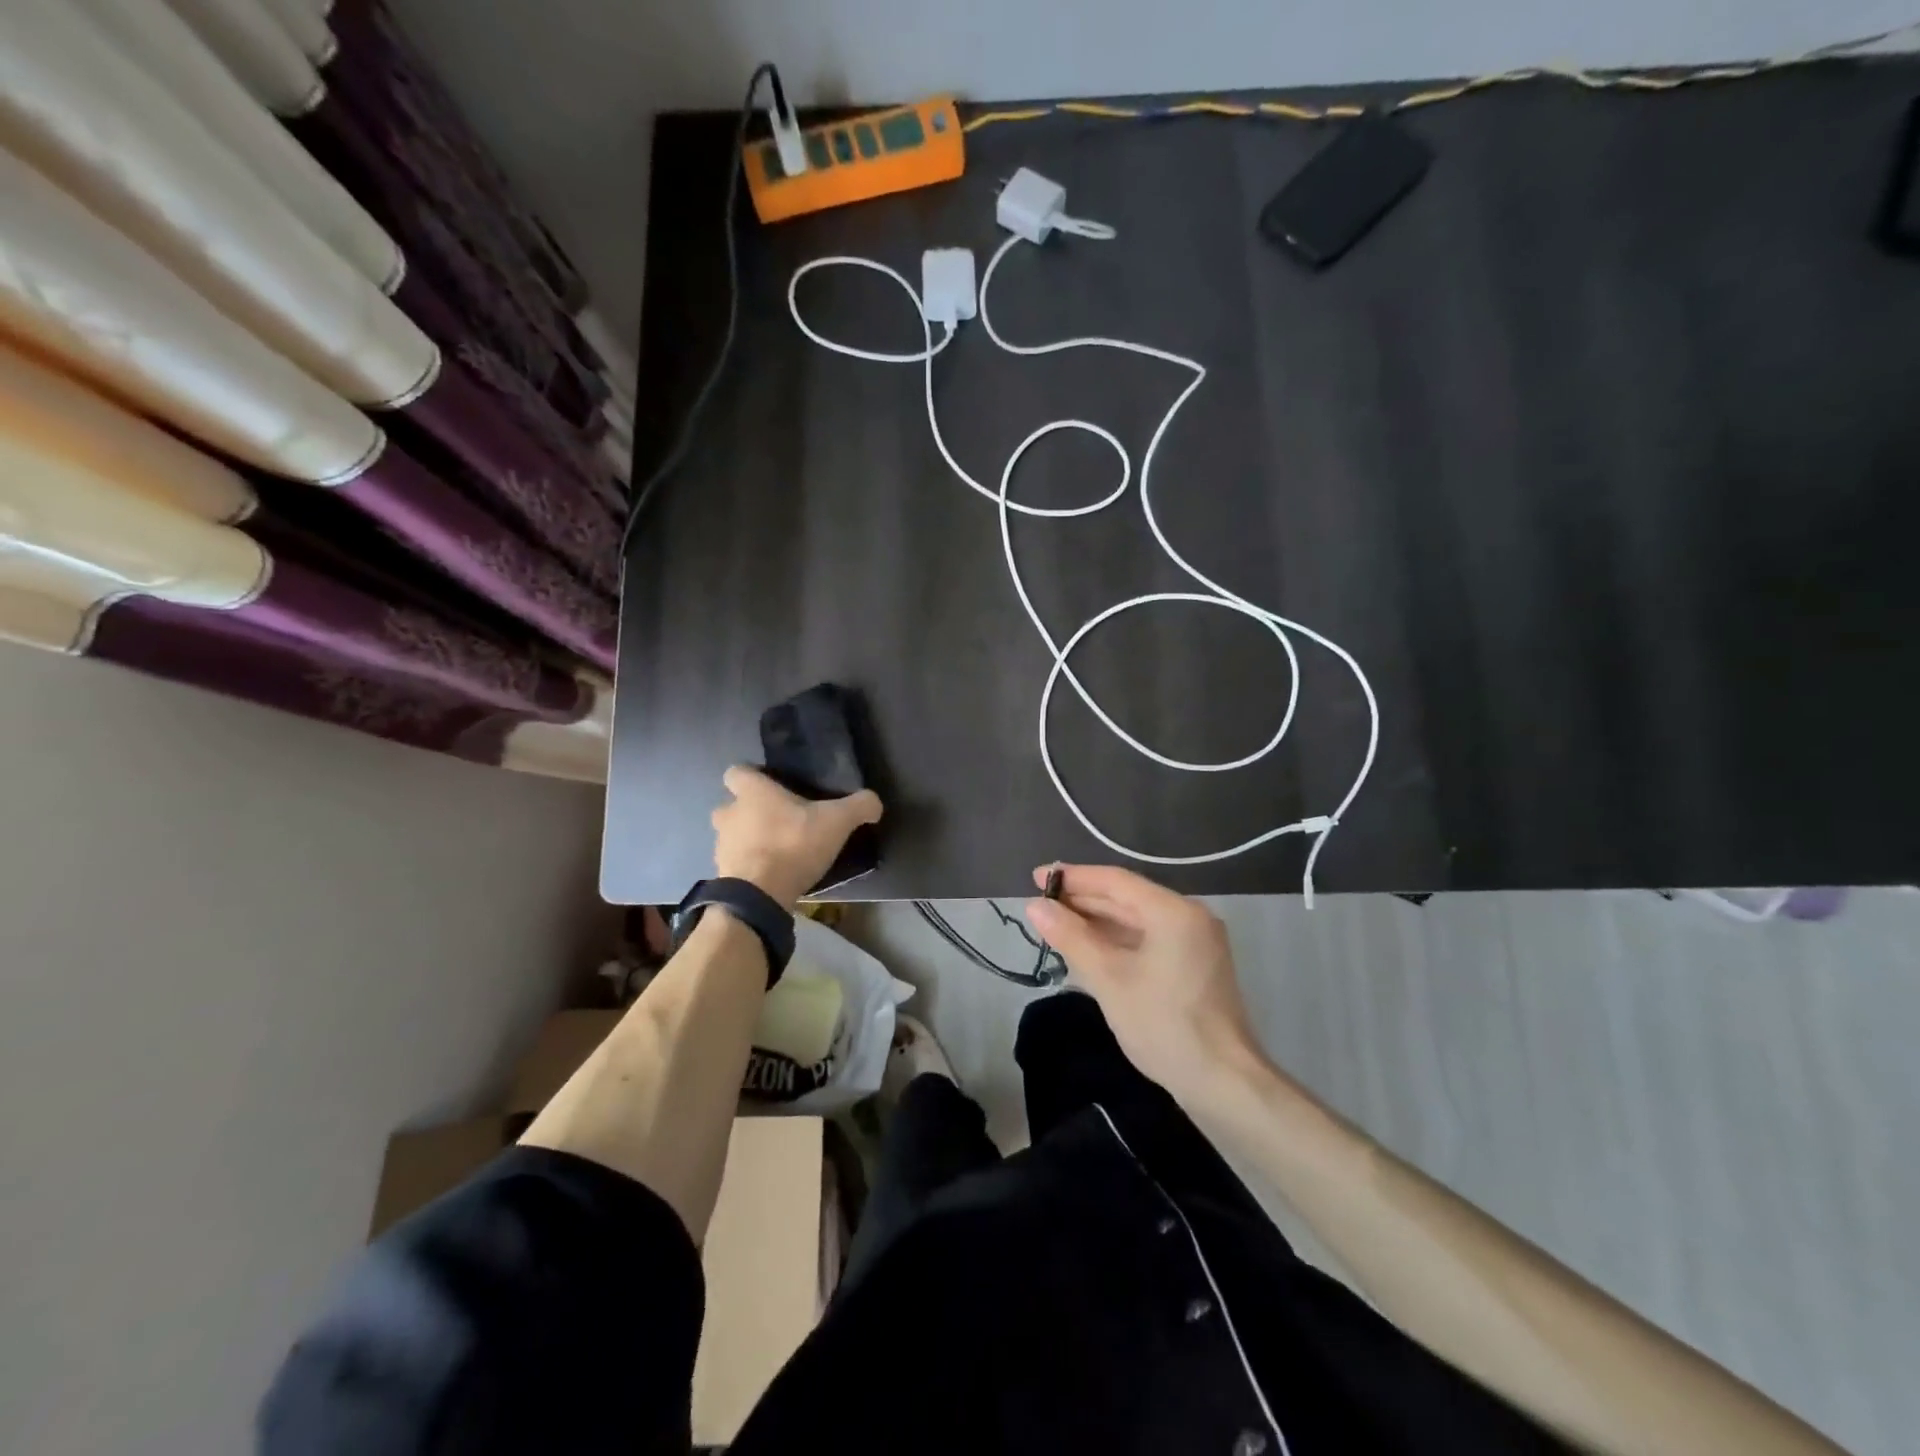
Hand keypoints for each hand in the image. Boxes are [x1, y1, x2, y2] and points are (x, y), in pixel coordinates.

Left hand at [711, 766, 881, 908]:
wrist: (759, 895)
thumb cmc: (793, 844)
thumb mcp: (837, 822)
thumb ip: (859, 806)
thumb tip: (874, 802)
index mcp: (752, 792)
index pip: (736, 772)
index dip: (752, 776)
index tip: (772, 786)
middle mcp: (729, 813)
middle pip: (732, 805)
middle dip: (750, 811)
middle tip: (779, 820)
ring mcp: (721, 845)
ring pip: (732, 834)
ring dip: (749, 839)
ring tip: (778, 850)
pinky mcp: (723, 874)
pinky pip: (736, 863)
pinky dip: (750, 866)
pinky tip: (772, 874)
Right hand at [1025, 864, 1267, 1105]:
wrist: (1223, 1083)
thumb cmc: (1164, 1025)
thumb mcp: (1109, 979)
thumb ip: (1071, 937)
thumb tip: (1035, 906)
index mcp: (1173, 911)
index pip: (1115, 881)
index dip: (1073, 877)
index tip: (1037, 877)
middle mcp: (1188, 916)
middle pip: (1126, 898)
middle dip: (1082, 900)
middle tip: (1040, 903)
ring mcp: (1194, 942)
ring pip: (1136, 920)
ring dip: (1097, 922)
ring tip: (1056, 924)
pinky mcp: (1193, 965)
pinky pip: (1147, 940)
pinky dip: (1116, 941)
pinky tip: (1088, 948)